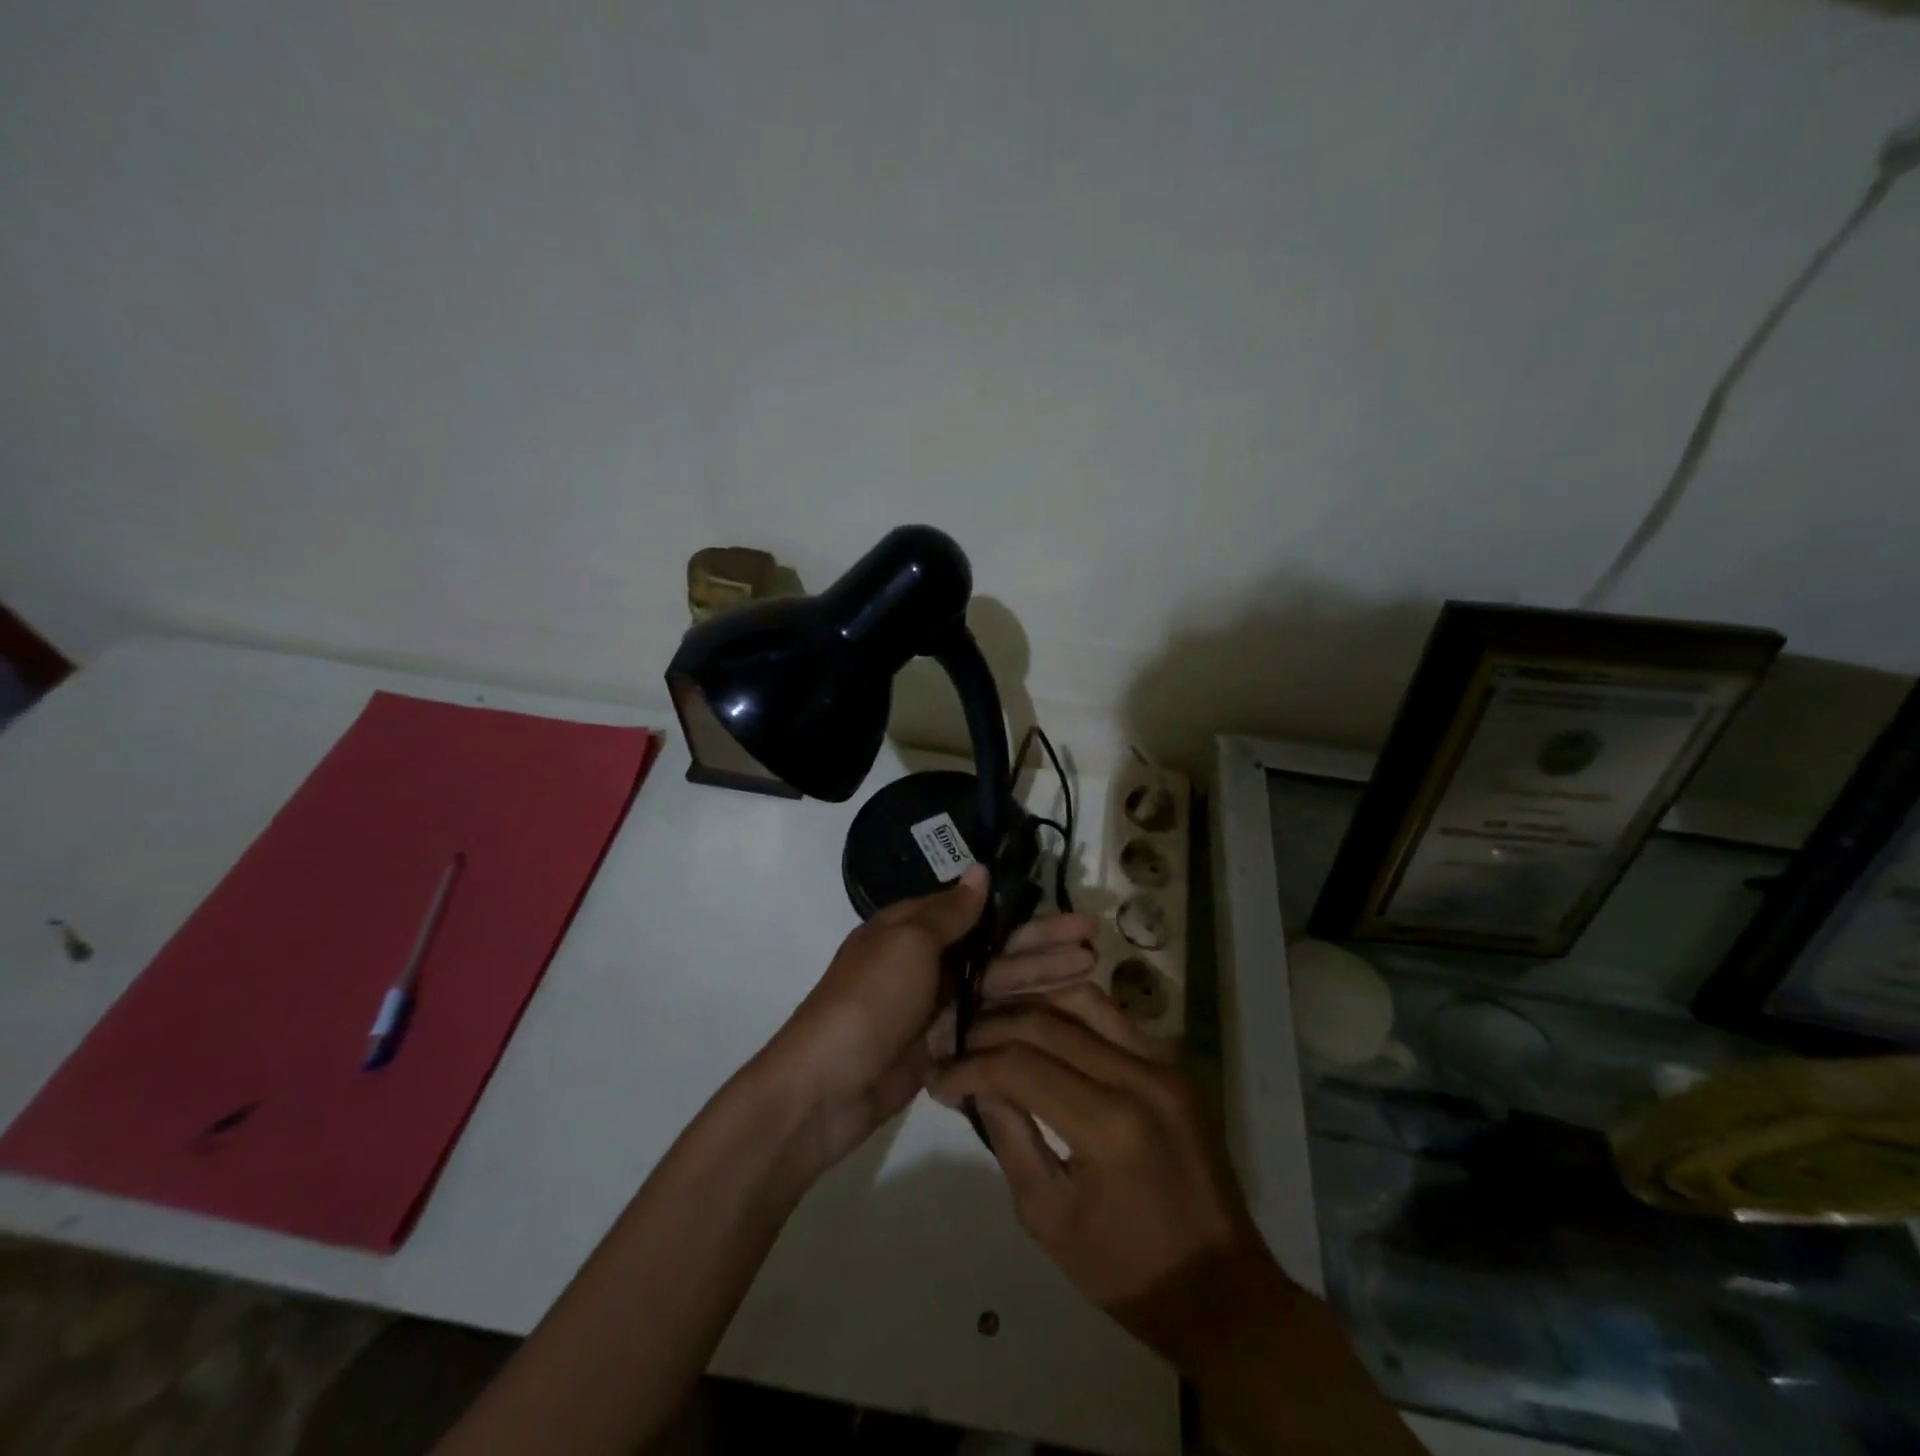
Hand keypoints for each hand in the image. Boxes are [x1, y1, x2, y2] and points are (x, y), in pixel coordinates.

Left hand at [761, 866, 1096, 1173]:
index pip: (980, 914)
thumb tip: (979, 870)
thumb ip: (950, 912)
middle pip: (996, 950)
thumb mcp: (907, 943)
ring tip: (1092, 972)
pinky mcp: (942, 1046)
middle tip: (1095, 942)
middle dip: (1044, 946)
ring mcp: (936, 1007)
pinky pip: (987, 1023)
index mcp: (914, 928)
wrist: (825, 1087)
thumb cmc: (868, 1001)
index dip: (1026, 916)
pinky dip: (1019, 1016)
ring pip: (997, 987)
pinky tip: (1060, 1015)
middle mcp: (928, 962)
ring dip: (1041, 979)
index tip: (1070, 918)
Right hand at [928, 985, 1284, 1371]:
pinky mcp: (1174, 1063)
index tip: (940, 1078)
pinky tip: (1042, 1029)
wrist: (1222, 1290)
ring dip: (1030, 1006)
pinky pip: (1112, 1017)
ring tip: (996, 1027)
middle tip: (959, 1046)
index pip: (1020, 1065)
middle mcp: (1140, 1076)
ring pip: (1082, 1000)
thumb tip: (979, 1081)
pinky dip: (1068, 1013)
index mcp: (1109, 1125)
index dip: (971, 1066)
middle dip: (991, 1029)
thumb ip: (1010, 1138)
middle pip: (1047, 1022)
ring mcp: (1164, 1063)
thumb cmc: (1127, 1271)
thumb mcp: (1048, 1219)